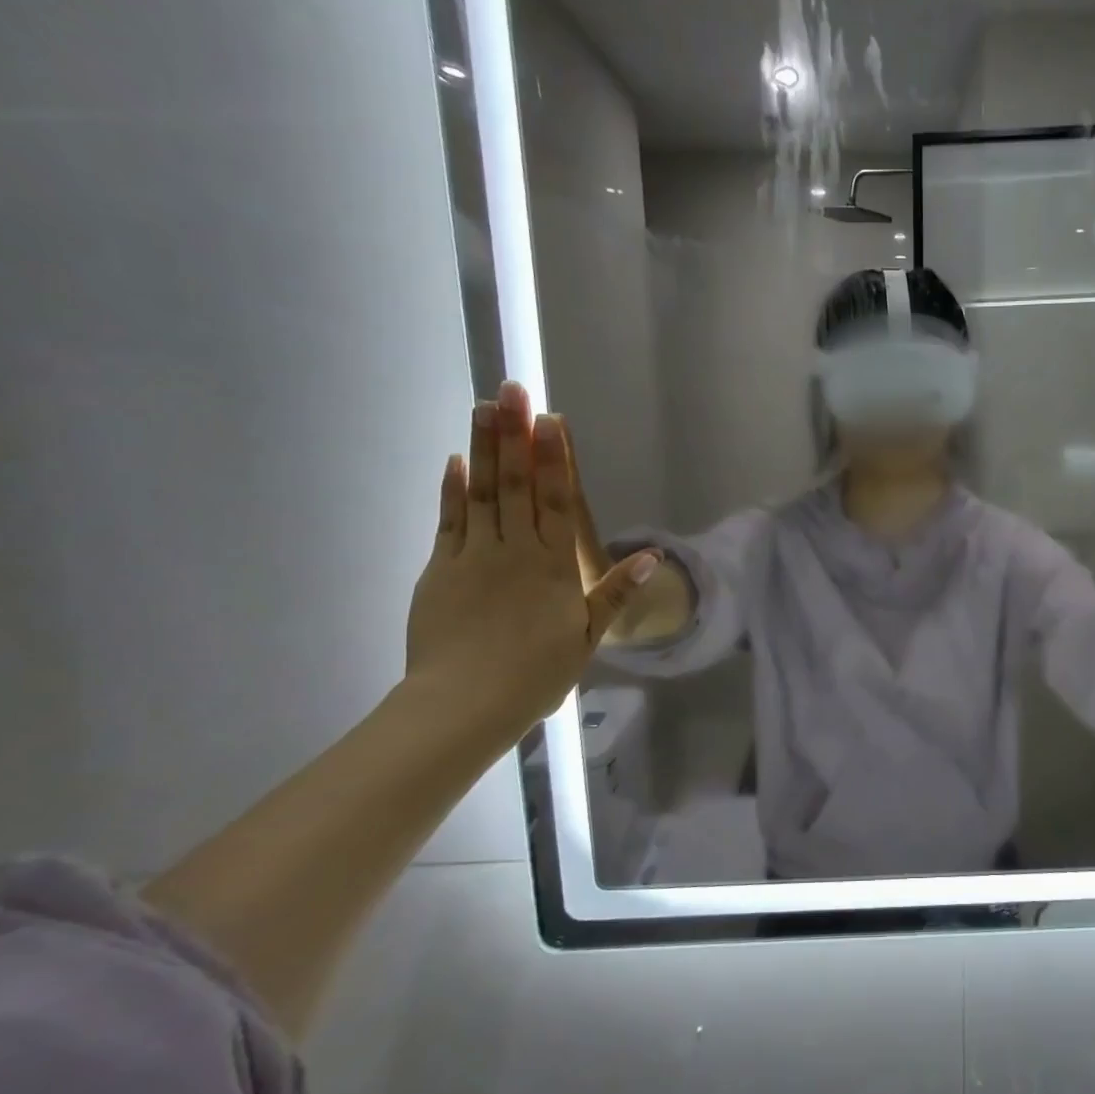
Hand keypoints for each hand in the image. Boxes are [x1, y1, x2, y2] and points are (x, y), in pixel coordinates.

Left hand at [405, 381, 659, 744]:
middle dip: (515, 435)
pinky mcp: (441, 568)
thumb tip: (653, 555)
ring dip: (483, 448)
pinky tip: (455, 460)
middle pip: (517, 485)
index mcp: (554, 566)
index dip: (554, 458)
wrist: (465, 703)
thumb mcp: (588, 636)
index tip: (550, 420)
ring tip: (483, 407)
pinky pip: (450, 520)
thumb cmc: (535, 673)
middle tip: (512, 390)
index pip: (557, 501)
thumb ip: (616, 591)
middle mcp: (515, 550)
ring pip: (482, 492)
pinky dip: (453, 489)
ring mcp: (474, 556)